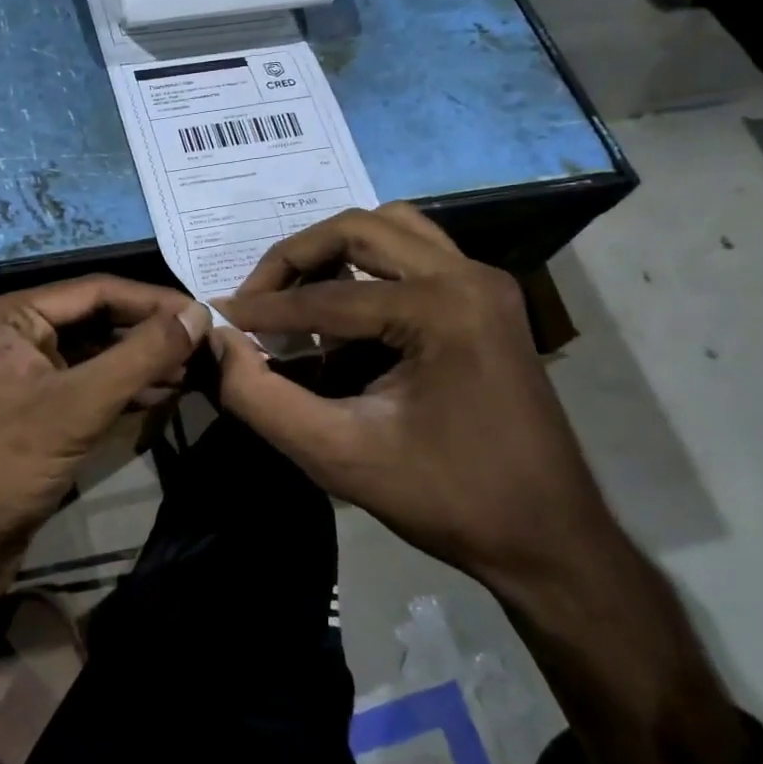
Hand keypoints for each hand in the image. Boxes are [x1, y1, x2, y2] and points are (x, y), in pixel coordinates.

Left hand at [0, 276, 210, 566]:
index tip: (205, 316)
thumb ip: (141, 356)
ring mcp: (26, 372)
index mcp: (12, 315)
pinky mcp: (37, 408)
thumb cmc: (6, 465)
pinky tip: (164, 393)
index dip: (154, 301)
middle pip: (98, 319)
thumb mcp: (79, 405)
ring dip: (143, 361)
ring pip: (97, 353)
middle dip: (150, 333)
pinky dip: (126, 387)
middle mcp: (17, 333)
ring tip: (194, 369)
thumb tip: (199, 315)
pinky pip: (89, 384)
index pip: (96, 291)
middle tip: (205, 345)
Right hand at [214, 207, 751, 763]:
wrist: (546, 536)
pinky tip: (343, 308)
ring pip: (392, 227)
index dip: (263, 309)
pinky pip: (415, 251)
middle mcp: (468, 276)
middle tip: (255, 299)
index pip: (328, 294)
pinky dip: (369, 264)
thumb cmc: (446, 499)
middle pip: (360, 228)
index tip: (216, 317)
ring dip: (334, 251)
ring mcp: (485, 282)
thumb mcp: (338, 455)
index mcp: (441, 309)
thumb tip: (216, 345)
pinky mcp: (488, 298)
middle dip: (295, 258)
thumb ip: (262, 398)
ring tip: (295, 294)